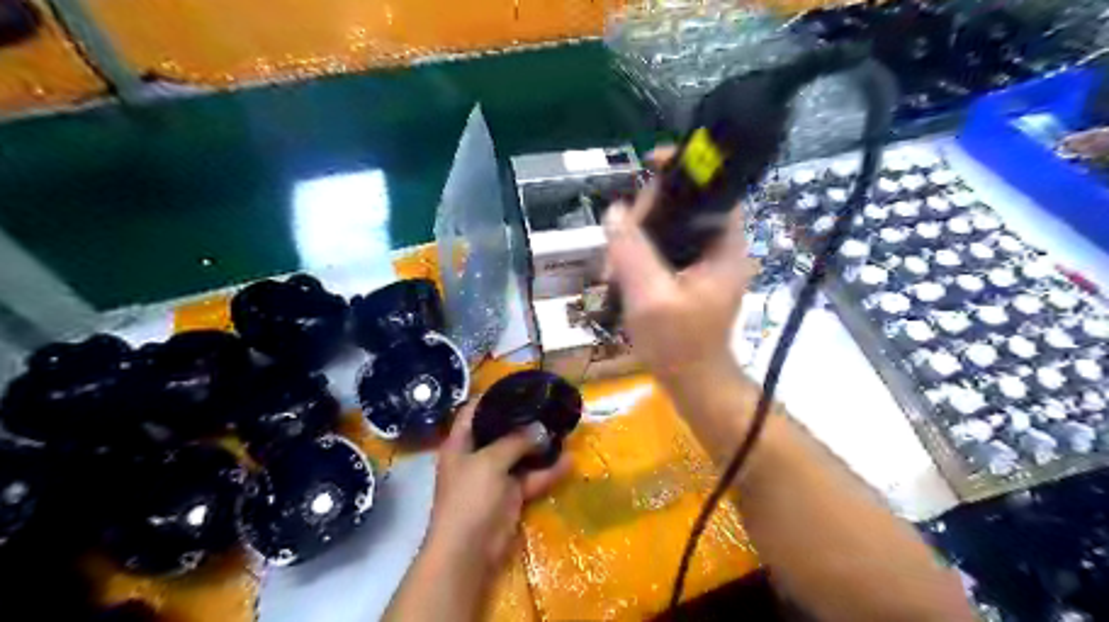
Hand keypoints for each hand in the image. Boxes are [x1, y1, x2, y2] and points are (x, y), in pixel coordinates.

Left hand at [427, 404, 570, 573]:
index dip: (491, 397)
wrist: (468, 551)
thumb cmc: (470, 497)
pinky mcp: (510, 496)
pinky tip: (569, 461)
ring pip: (519, 455)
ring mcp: (494, 477)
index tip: (517, 386)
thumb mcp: (490, 461)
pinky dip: (548, 472)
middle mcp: (476, 456)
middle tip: (547, 406)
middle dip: (523, 421)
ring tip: (562, 429)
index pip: (473, 411)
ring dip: (539, 446)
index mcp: (460, 444)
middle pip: (499, 431)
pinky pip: (531, 478)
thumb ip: (515, 441)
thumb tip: (540, 428)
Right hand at [602, 146, 757, 386]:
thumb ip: (633, 251)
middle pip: (682, 207)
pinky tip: (620, 273)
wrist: (691, 383)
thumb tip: (614, 212)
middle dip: (644, 217)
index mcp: (725, 246)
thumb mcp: (651, 297)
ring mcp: (702, 262)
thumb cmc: (679, 345)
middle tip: (616, 247)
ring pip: (667, 228)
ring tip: (613, 267)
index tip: (649, 165)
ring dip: (636, 239)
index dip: (683, 172)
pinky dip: (639, 254)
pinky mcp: (687, 275)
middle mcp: (718, 247)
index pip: (711, 190)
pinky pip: (661, 248)